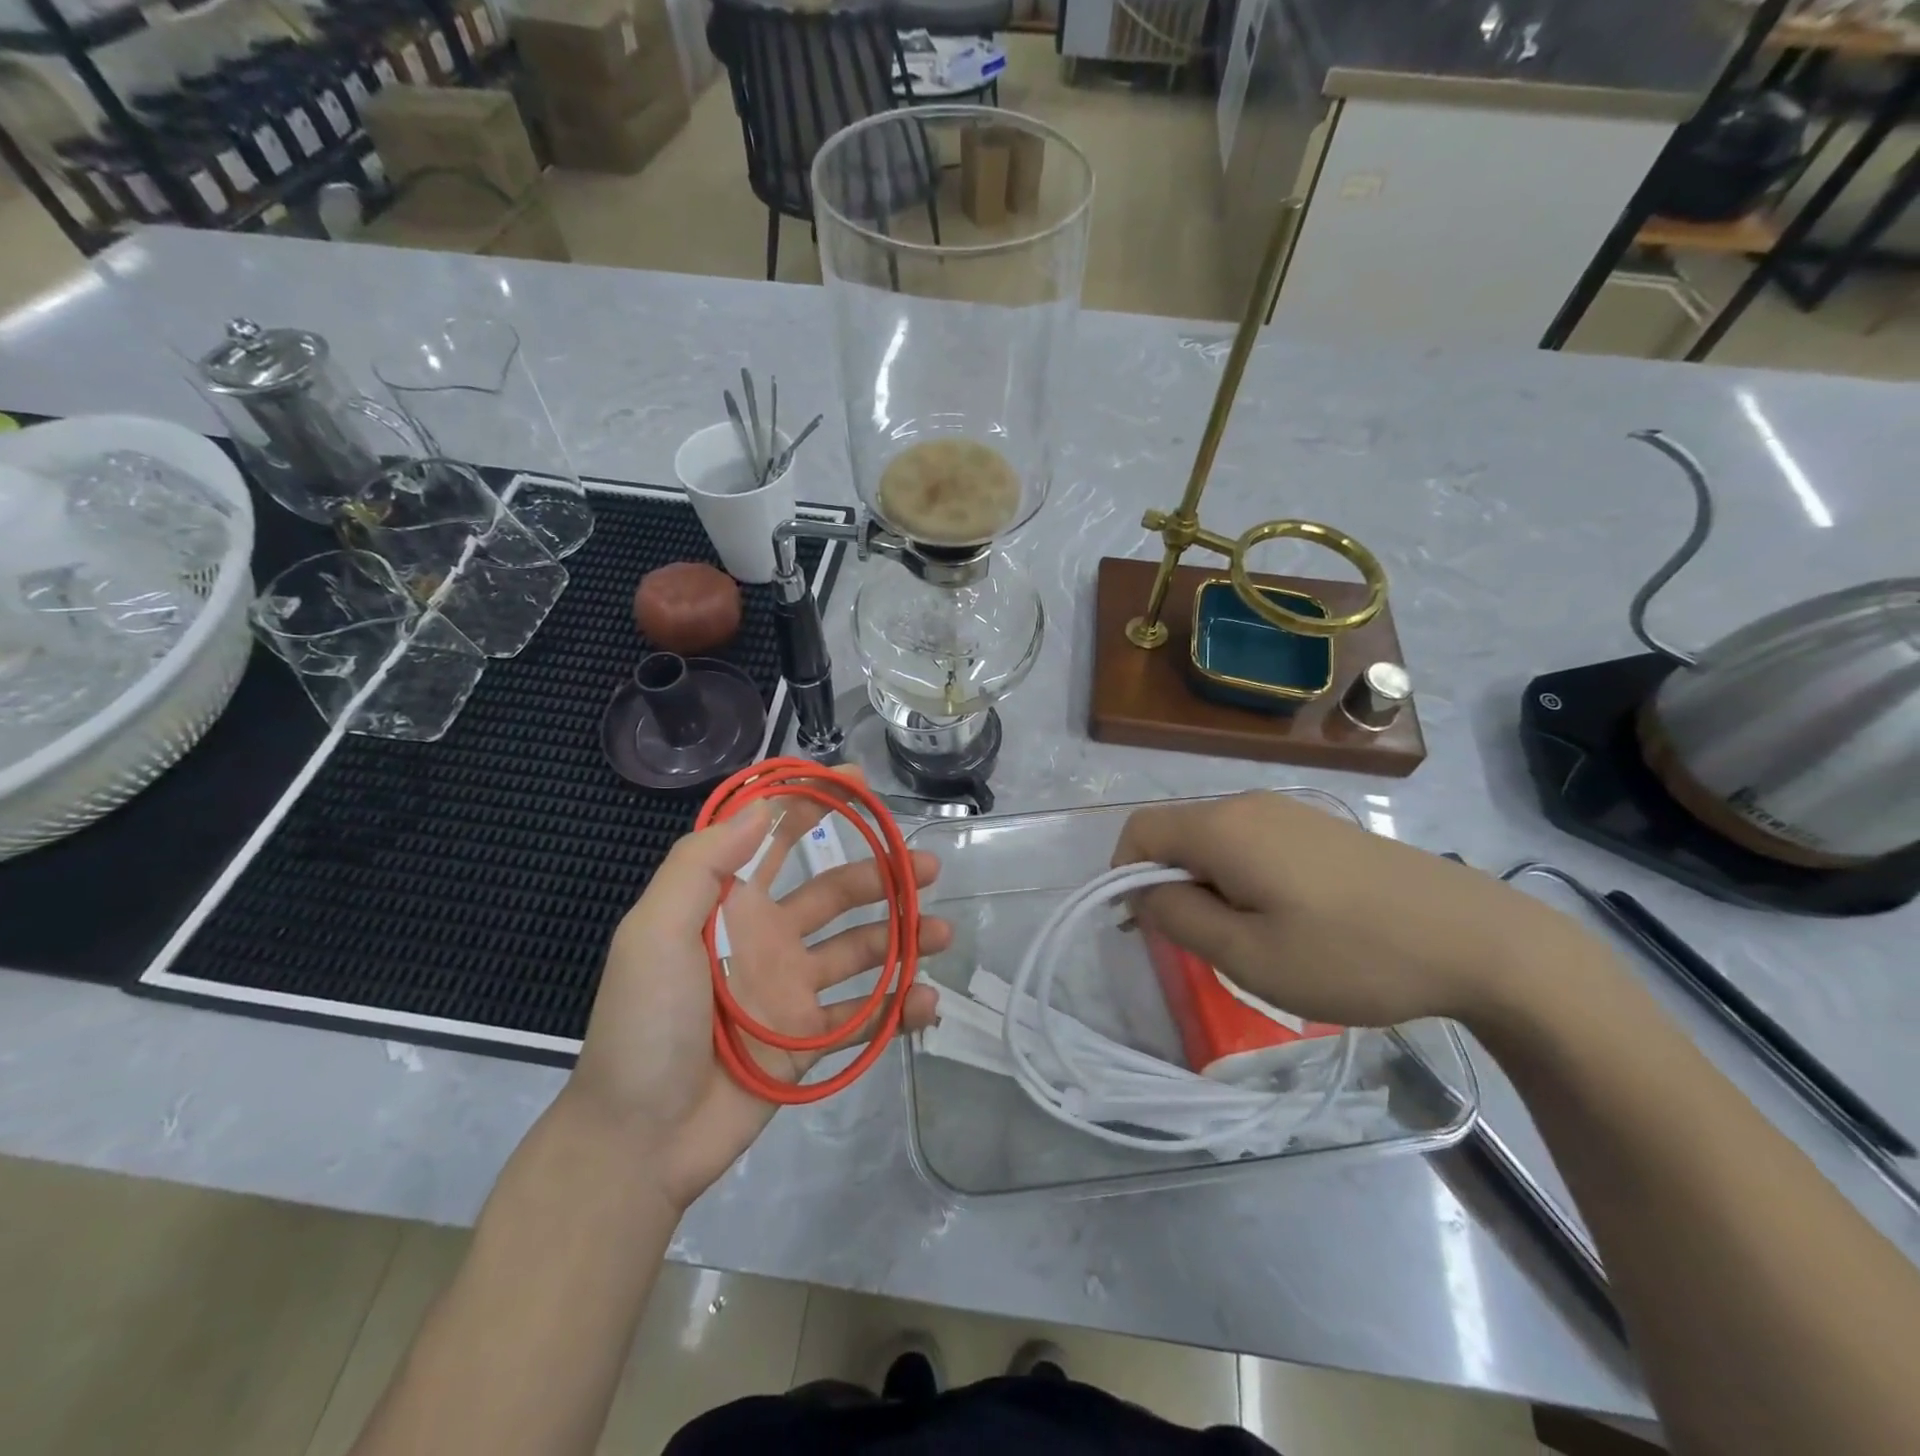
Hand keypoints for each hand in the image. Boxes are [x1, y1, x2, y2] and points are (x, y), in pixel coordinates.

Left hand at [568, 779, 949, 1209]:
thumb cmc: (645, 1023)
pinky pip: (865, 1016)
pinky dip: (900, 1008)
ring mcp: (793, 990)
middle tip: (928, 867)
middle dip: (882, 874)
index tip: (860, 782)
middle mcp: (768, 938)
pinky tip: (928, 1002)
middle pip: (836, 892)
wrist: (640, 1139)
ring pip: (861, 950)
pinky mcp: (811, 1040)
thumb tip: (761, 806)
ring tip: (940, 932)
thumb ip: (703, 864)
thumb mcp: (655, 931)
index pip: (778, 840)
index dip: (815, 804)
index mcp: (730, 906)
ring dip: (903, 937)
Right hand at [1113, 792, 1587, 1028]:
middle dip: (1169, 886)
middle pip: (1177, 834)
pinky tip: (1286, 920)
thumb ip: (1178, 919)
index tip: (1145, 928)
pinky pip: (1253, 843)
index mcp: (1223, 827)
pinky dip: (1242, 877)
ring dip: (1208, 885)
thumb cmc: (1351, 954)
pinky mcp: (1322, 827)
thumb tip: (1143, 894)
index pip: (1139, 832)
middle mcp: (1249, 805)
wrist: (1479, 940)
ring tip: (1246, 939)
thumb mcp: (1248, 956)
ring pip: (1216, 841)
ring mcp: (1290, 811)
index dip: (1123, 876)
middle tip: (1200, 945)